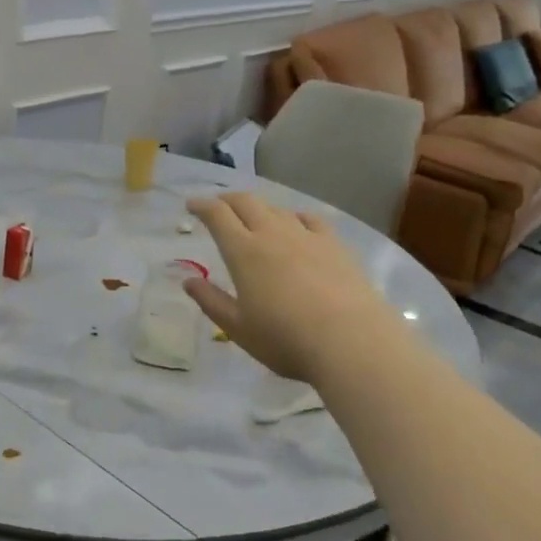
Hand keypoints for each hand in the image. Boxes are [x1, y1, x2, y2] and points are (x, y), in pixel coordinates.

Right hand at [184, 192, 402, 386]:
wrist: (352, 341)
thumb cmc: (285, 339)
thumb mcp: (238, 328)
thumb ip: (211, 301)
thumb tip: (188, 280)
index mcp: (243, 251)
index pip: (218, 215)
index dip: (202, 206)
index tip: (192, 205)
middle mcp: (272, 234)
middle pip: (246, 202)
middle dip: (228, 199)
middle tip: (218, 205)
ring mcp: (307, 237)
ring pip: (277, 209)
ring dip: (260, 207)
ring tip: (254, 217)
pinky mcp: (335, 246)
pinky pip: (311, 220)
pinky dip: (296, 216)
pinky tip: (298, 223)